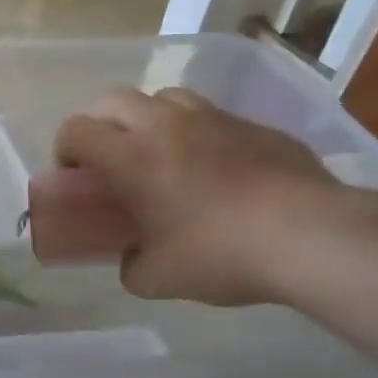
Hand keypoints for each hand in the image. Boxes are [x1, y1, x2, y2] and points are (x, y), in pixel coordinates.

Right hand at [51, 87, 342, 305]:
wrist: (311, 236)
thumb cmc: (221, 254)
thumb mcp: (158, 279)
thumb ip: (131, 264)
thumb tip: (131, 259)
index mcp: (131, 156)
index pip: (75, 130)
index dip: (65, 151)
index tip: (76, 179)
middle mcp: (164, 125)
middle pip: (113, 101)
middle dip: (102, 126)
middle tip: (113, 162)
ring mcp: (213, 118)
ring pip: (163, 98)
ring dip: (149, 120)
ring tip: (162, 156)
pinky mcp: (254, 125)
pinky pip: (211, 117)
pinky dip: (198, 133)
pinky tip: (217, 169)